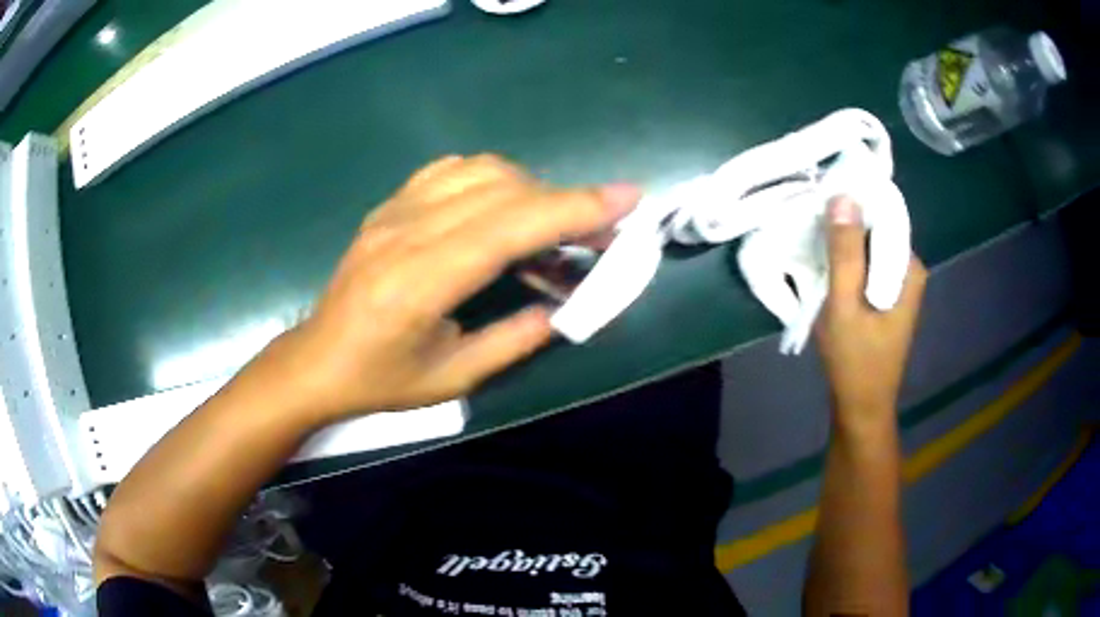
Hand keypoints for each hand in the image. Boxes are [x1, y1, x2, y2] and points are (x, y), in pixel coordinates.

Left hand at [263, 154, 639, 420]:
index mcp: (419, 283)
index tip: (627, 199)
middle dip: (565, 202)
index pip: (508, 226)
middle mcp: (405, 232)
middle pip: (502, 189)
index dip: (573, 208)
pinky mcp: (388, 205)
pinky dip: (491, 179)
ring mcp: (392, 211)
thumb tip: (567, 308)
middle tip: (600, 232)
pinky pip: (450, 169)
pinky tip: (500, 208)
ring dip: (530, 189)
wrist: (316, 360)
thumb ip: (516, 339)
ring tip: (549, 226)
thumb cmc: (380, 380)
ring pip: (479, 169)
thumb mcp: (453, 378)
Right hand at [815, 196, 926, 426]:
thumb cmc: (855, 361)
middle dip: (845, 227)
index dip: (852, 206)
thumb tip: (843, 195)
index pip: (883, 216)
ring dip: (842, 246)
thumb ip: (845, 253)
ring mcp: (898, 284)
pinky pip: (866, 266)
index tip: (820, 203)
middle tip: (811, 227)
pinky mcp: (886, 296)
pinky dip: (846, 264)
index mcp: (908, 268)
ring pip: (868, 248)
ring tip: (812, 244)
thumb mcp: (844, 305)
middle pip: (876, 231)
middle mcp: (908, 270)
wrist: (861, 407)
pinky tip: (825, 268)